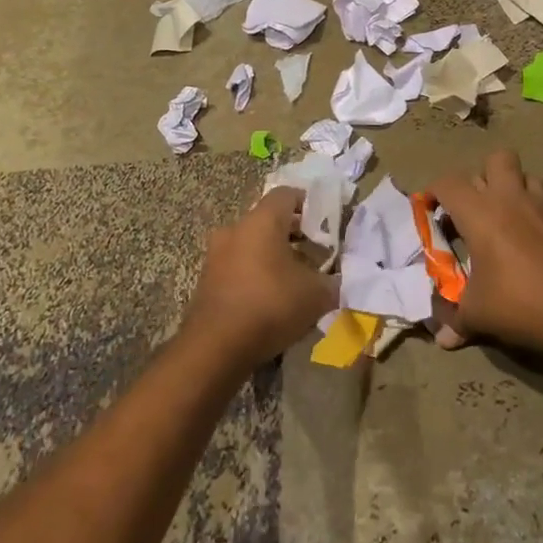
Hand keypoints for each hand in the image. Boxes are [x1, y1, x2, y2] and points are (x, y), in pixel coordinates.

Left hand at [183, 188, 337, 367]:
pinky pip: (238, 266)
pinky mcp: (207, 280)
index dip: (308, 204)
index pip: (286, 194)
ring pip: (252, 244)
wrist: (215, 348)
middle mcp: (235, 229)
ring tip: (295, 279)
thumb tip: (336, 280)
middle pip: (268, 220)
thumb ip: (331, 281)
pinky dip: (255, 274)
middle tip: (315, 253)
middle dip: (293, 233)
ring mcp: (216, 254)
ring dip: (273, 255)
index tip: (325, 222)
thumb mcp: (316, 295)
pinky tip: (271, 299)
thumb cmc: (270, 306)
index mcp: (262, 221)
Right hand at [426, 150, 542, 354]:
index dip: (436, 192)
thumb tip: (441, 339)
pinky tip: (535, 243)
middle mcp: (511, 198)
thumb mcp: (478, 315)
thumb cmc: (519, 303)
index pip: (449, 182)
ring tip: (507, 218)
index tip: (432, 210)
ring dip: (514, 189)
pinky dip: (537, 214)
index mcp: (480, 212)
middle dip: (483, 176)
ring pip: (526, 176)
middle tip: (476, 208)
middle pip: (496, 159)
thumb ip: (455, 320)